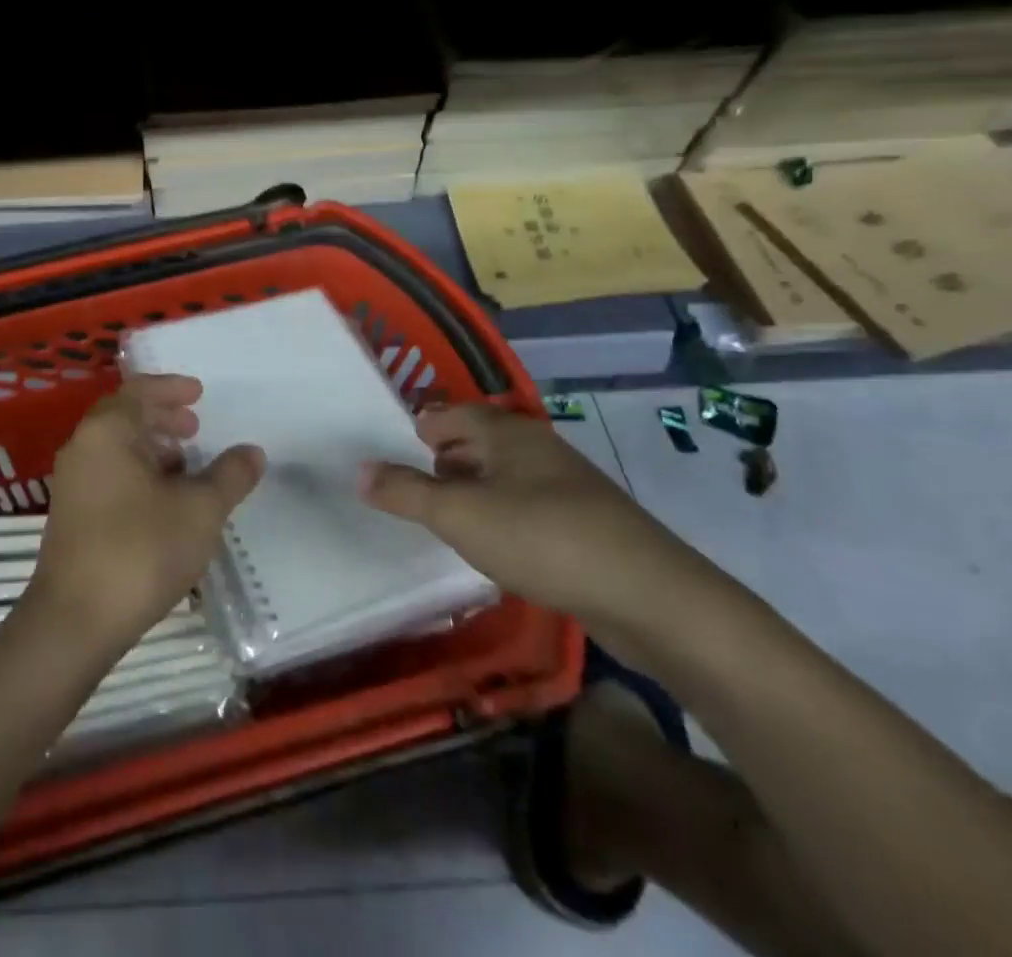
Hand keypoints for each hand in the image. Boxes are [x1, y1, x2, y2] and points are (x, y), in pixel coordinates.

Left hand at [25, 375, 264, 652]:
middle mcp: (83, 448)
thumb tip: (252, 452)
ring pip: (116, 448)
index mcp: (107, 432)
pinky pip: (109, 473)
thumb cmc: (141, 549)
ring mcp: (72, 483)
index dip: (172, 388)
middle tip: (195, 426)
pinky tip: (163, 500)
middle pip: (124, 416)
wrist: (76, 620)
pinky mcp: (71, 514)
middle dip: (162, 417)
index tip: (200, 393)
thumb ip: (229, 475)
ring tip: (186, 464)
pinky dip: (138, 472)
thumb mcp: (199, 509)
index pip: (139, 391)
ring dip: (151, 447)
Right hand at [359, 402, 698, 625]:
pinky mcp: (586, 525)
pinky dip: (500, 513)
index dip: (424, 426)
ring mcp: (568, 487)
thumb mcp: (460, 515)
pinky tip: (491, 543)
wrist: (652, 598)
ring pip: (505, 475)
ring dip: (473, 487)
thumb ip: (406, 492)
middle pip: (480, 441)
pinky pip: (527, 505)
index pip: (454, 414)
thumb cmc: (543, 538)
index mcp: (508, 433)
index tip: (396, 444)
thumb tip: (359, 470)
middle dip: (445, 456)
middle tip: (411, 479)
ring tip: (443, 512)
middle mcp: (538, 449)